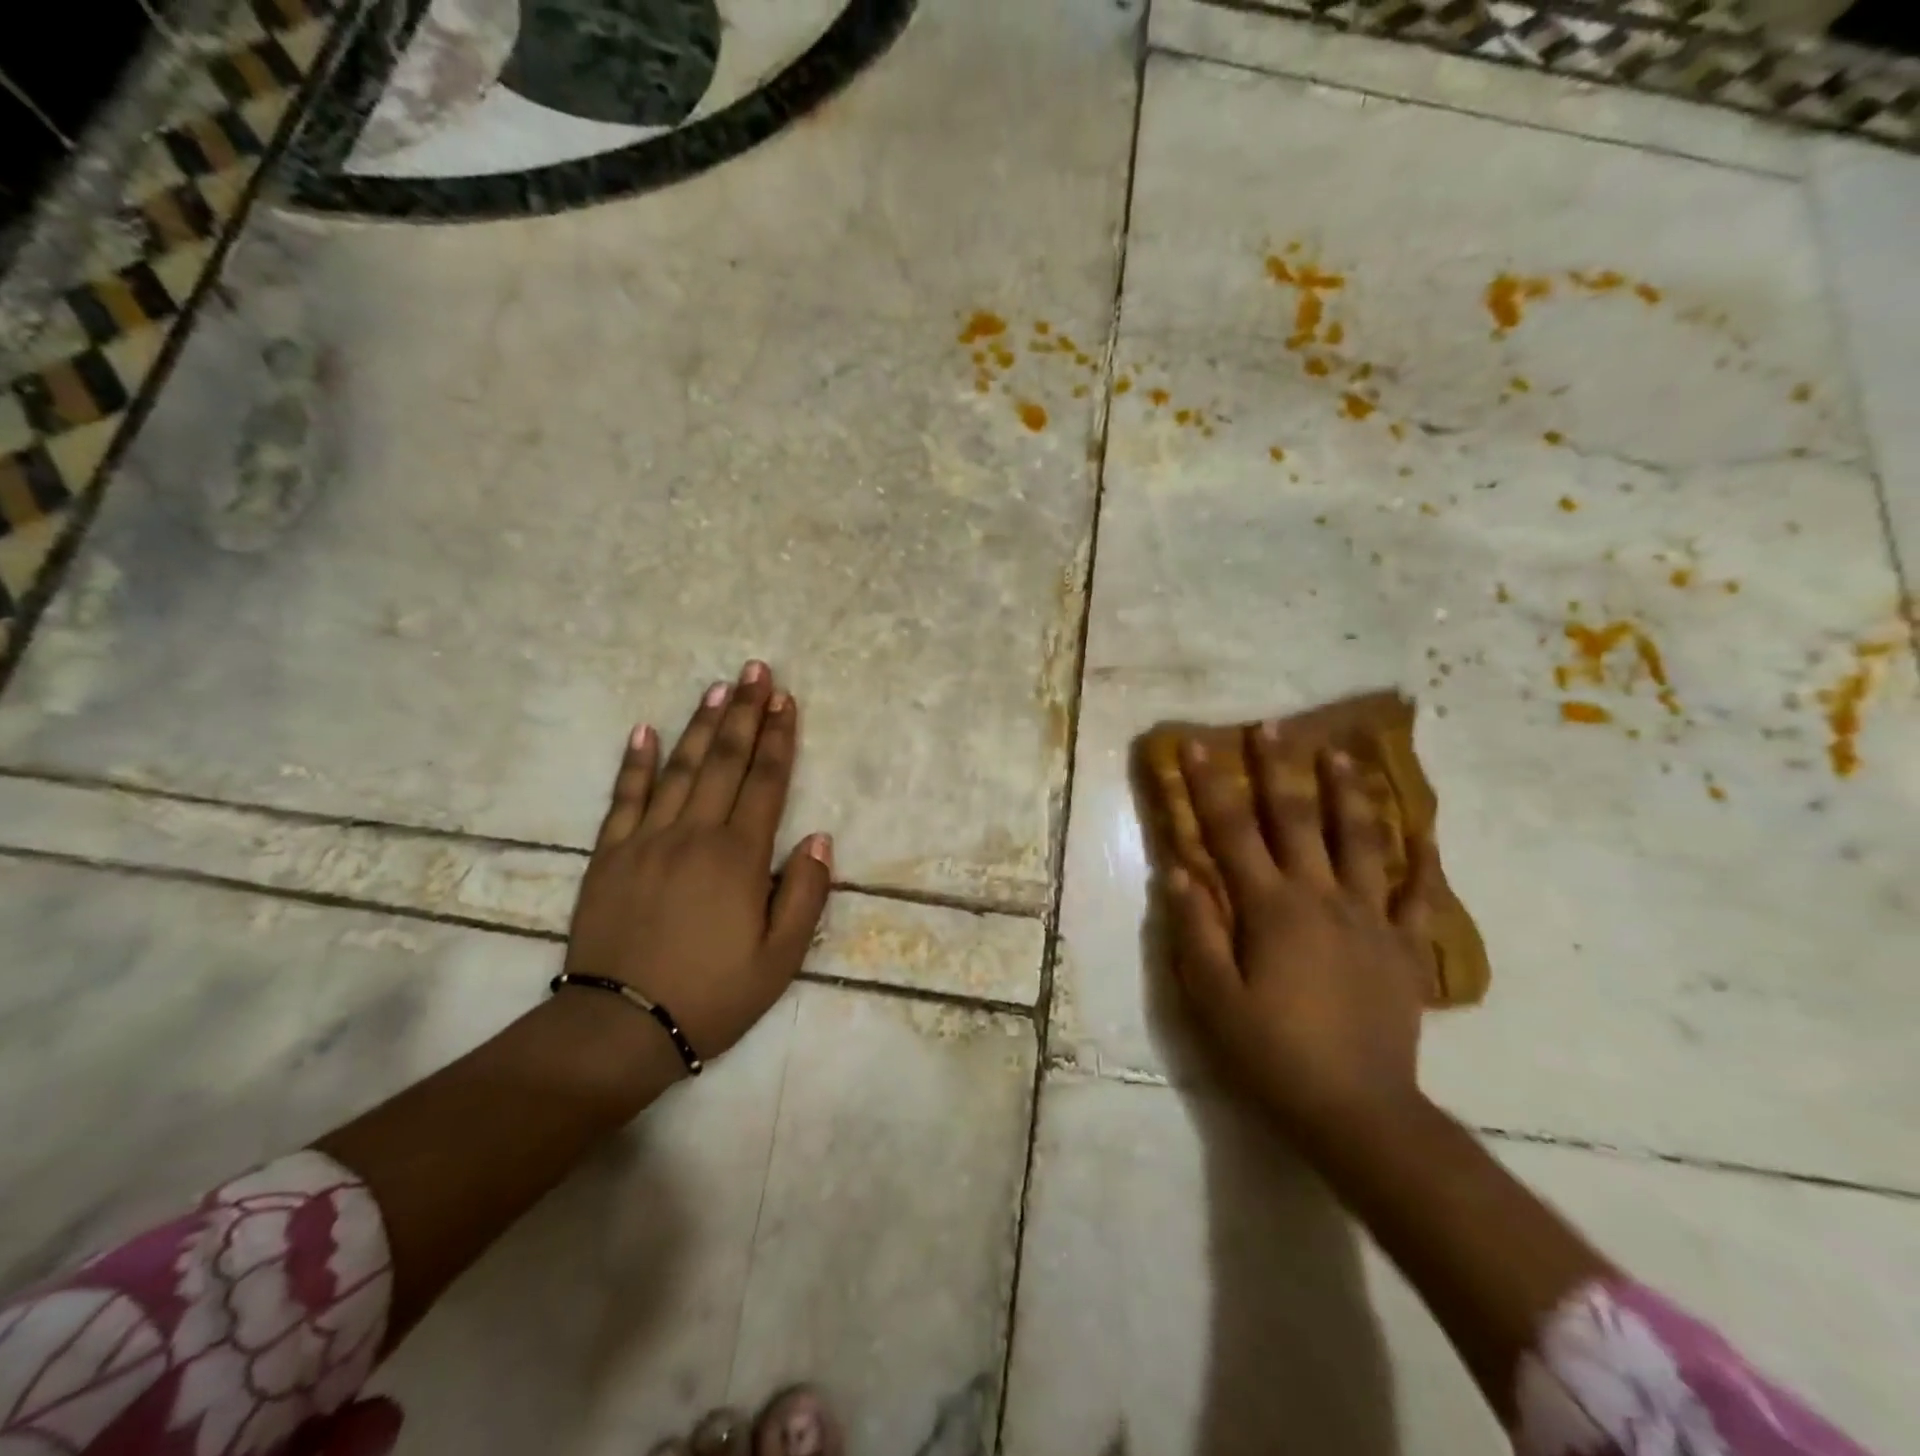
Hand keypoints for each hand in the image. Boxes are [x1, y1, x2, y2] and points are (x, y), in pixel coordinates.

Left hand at [562, 660, 832, 1069]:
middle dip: (744, 713)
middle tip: (755, 671)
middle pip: (725, 761)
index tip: (786, 700)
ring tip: (717, 688)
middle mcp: (694, 834)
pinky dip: (635, 762)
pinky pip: (623, 798)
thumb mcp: (780, 959)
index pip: (766, 782)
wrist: (620, 1028)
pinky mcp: (609, 855)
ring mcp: (646, 840)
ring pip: (679, 768)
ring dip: (701, 725)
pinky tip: (644, 730)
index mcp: (738, 857)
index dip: (779, 738)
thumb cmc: (712, 995)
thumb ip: (804, 894)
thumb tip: (819, 838)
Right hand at [1161, 722, 1441, 1148]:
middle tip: (1273, 726)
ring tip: (1343, 752)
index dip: (1212, 787)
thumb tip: (1177, 871)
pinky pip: (1416, 894)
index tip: (1200, 746)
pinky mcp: (1403, 947)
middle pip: (1297, 820)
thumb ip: (1195, 930)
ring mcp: (1368, 919)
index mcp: (1270, 908)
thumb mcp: (1212, 998)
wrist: (1357, 1111)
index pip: (1232, 832)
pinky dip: (1419, 859)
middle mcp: (1320, 898)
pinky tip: (1422, 830)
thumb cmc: (1272, 1054)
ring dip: (1349, 792)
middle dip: (1280, 769)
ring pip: (1360, 840)